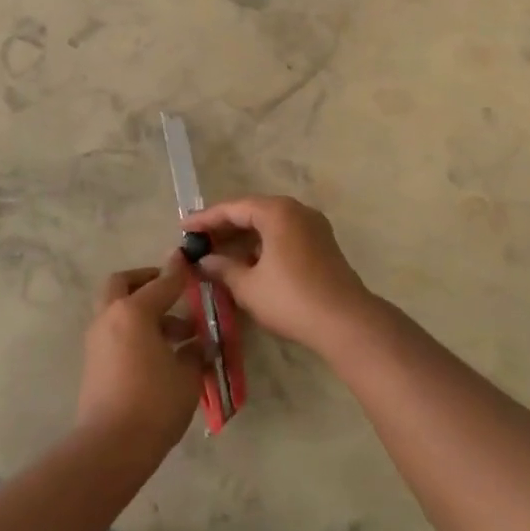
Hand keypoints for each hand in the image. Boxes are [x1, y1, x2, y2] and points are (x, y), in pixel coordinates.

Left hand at [76, 255, 204, 455]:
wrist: (110, 446)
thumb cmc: (155, 403)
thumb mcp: (186, 375)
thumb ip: (194, 351)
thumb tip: (197, 344)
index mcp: (134, 311)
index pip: (162, 283)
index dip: (179, 273)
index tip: (189, 262)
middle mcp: (110, 317)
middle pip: (123, 284)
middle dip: (146, 281)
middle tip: (170, 290)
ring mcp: (97, 339)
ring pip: (117, 309)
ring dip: (142, 310)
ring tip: (177, 334)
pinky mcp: (93, 361)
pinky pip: (114, 332)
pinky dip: (133, 330)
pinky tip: (159, 353)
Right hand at [181, 196, 376, 351]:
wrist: (345, 322)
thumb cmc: (291, 299)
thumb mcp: (248, 286)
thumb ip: (223, 268)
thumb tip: (204, 261)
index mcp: (277, 212)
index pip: (233, 208)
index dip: (205, 219)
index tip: (183, 228)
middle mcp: (297, 211)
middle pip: (252, 212)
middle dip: (224, 228)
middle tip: (198, 242)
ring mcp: (313, 227)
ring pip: (269, 225)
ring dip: (243, 238)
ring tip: (217, 255)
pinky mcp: (322, 245)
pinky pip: (283, 236)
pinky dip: (262, 246)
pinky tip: (246, 264)